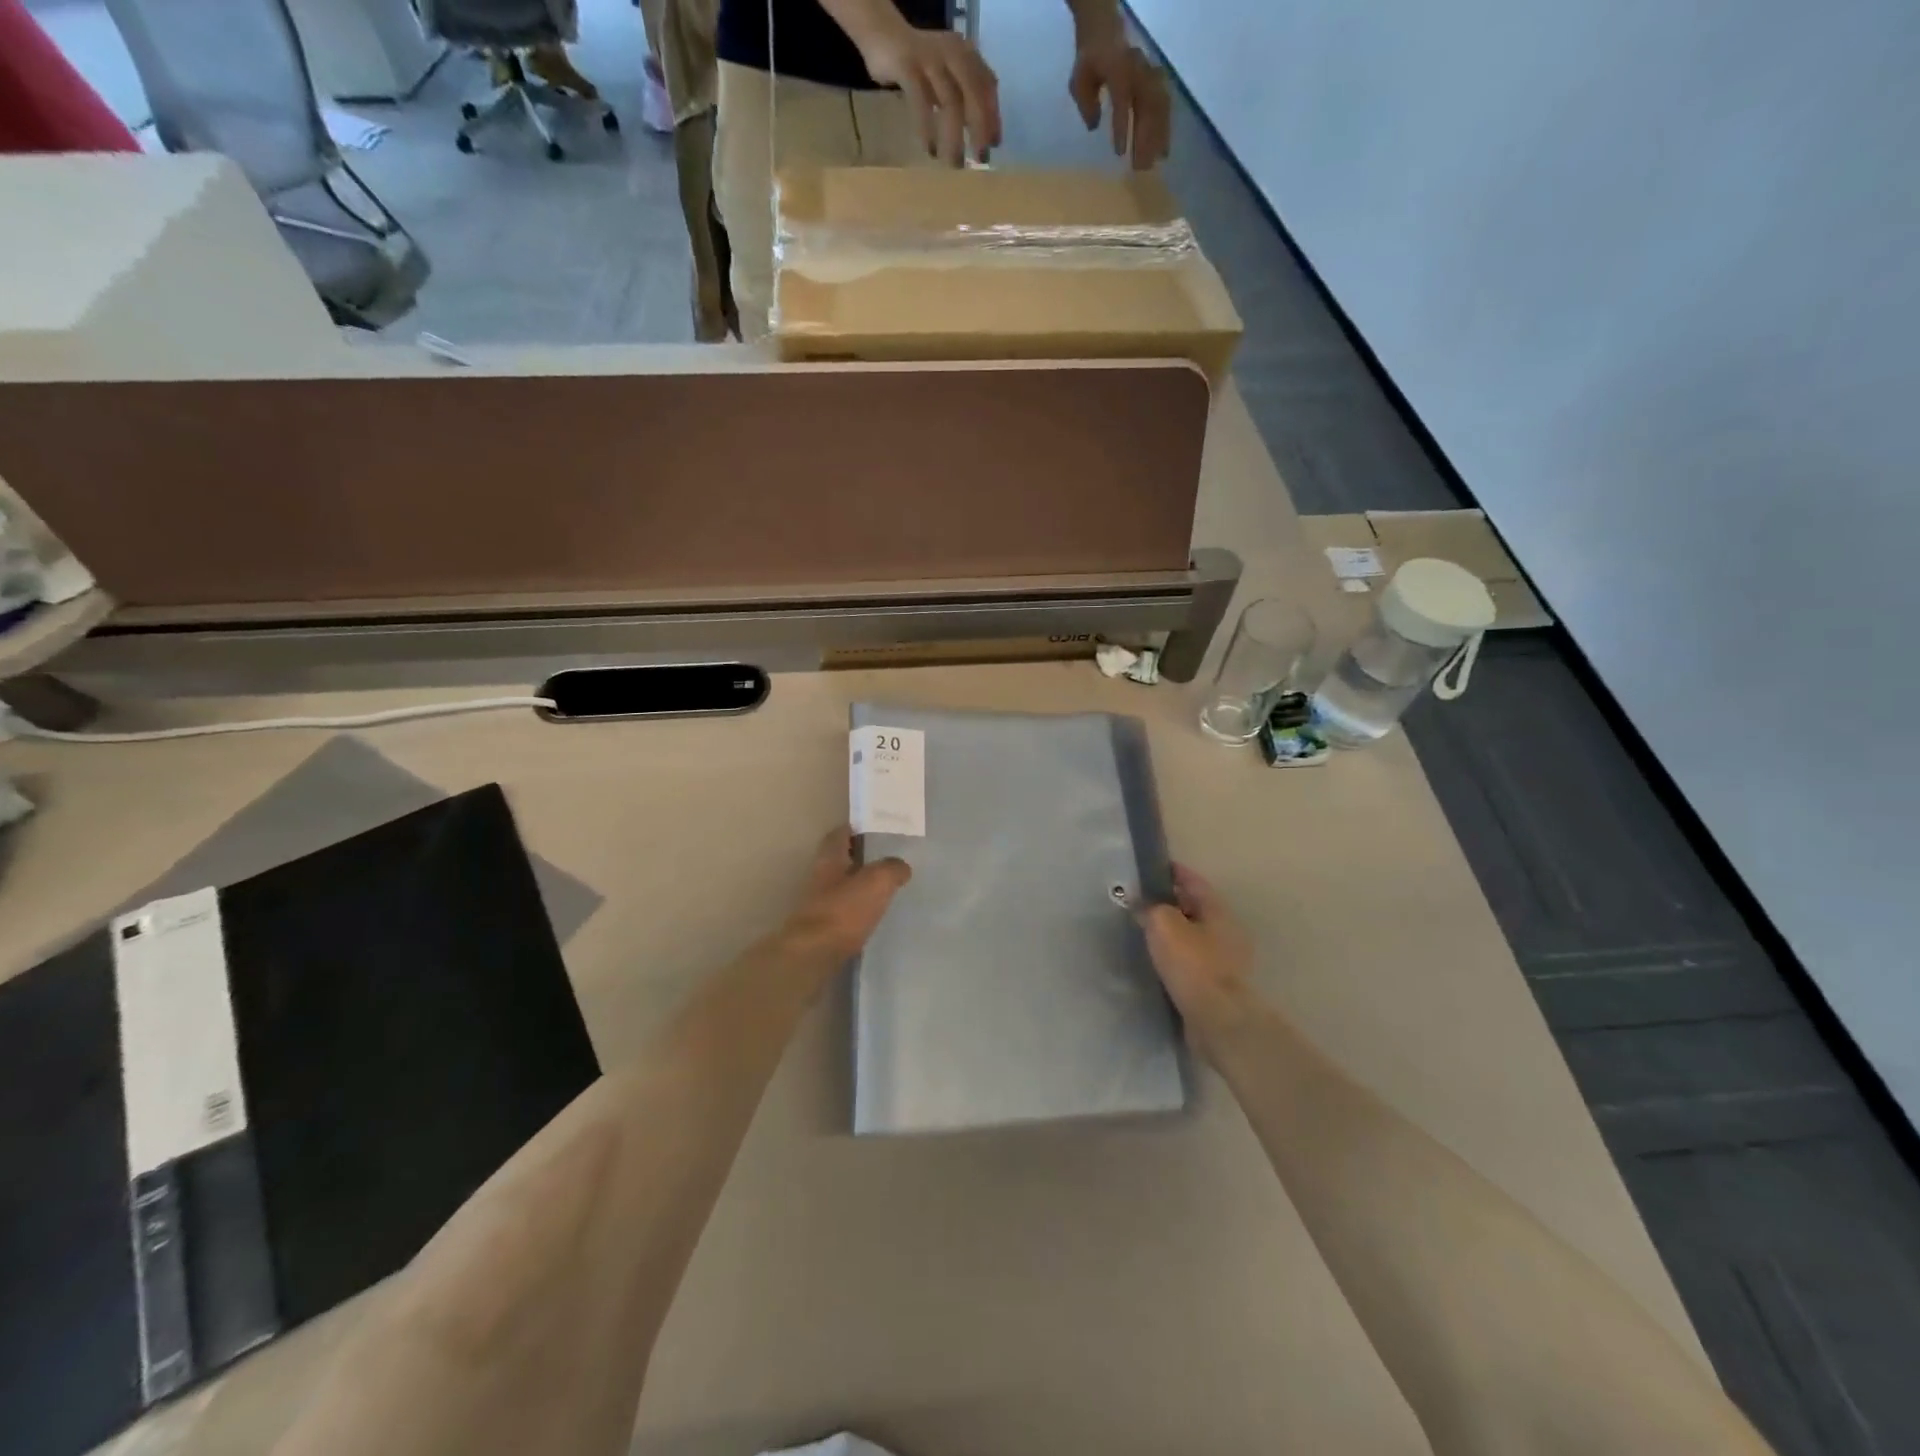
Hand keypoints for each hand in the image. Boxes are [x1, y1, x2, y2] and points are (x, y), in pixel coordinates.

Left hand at [780, 826, 911, 960]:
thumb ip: (892, 868)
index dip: (855, 829)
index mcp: (830, 858)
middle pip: (840, 859)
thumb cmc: (844, 910)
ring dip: (860, 884)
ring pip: (843, 885)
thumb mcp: (877, 881)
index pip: (839, 834)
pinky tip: (875, 914)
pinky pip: (845, 910)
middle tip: (887, 858)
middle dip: (861, 857)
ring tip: (886, 886)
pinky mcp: (823, 927)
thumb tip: (901, 867)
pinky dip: (858, 908)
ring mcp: (819, 903)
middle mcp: (820, 876)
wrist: (814, 954)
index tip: (875, 829)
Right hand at [858, 19, 1001, 164]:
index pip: (987, 84)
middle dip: (979, 128)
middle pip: (973, 93)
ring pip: (950, 102)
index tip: (994, 144)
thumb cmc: (919, 66)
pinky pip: (921, 103)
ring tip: (955, 163)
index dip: (993, 115)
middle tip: (979, 159)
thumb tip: (981, 133)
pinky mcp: (907, 67)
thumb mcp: (948, 78)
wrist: (883, 36)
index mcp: (965, 53)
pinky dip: (927, 129)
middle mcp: (952, 52)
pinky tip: (930, 150)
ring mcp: (930, 59)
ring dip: (954, 137)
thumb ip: (964, 97)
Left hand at [1067, 34, 1170, 168]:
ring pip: (1158, 109)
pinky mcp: (1156, 83)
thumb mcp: (1079, 81)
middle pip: (1146, 107)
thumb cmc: (1090, 63)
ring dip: (1158, 137)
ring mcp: (1149, 76)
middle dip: (1144, 139)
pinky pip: (1164, 108)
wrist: (1105, 34)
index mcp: (1118, 69)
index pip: (1122, 100)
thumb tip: (1093, 127)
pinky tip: (1163, 151)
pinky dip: (1165, 130)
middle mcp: (1138, 72)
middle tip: (1140, 169)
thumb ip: (1086, 102)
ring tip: (1154, 164)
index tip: (1120, 153)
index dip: (1122, 126)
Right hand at [1140, 864, 1260, 1060]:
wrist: (1217, 1019)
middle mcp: (1226, 931)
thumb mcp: (1164, 924)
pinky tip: (1157, 961)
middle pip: (1195, 908)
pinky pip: (1192, 961)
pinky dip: (1176, 956)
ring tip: (1145, 931)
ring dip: (1172, 932)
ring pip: (1193, 936)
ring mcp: (1224, 960)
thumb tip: (1142, 904)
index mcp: (1218, 911)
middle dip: (1171, 903)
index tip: (1152, 869)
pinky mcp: (1216, 985)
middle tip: (1142, 901)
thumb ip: (1150, 908)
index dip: (1174, 872)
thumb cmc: (1192, 963)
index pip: (1194, 881)